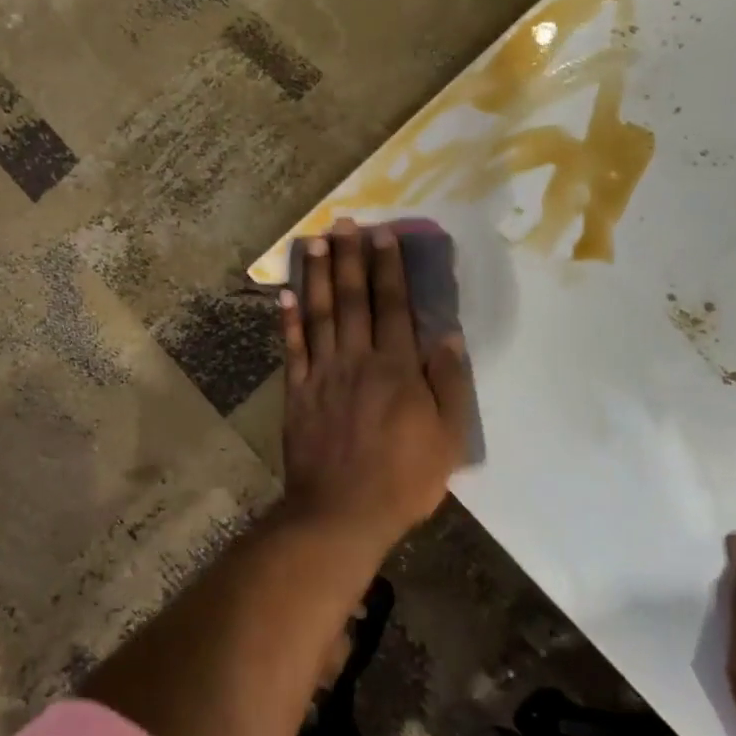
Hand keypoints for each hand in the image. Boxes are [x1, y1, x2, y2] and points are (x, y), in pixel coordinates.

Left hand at [278, 220, 473, 548]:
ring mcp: (322, 375)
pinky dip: (289, 320)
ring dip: (319, 275)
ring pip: (320, 314)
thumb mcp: (447, 438)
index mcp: (397, 369)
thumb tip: (447, 336)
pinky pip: (292, 348)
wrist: (341, 513)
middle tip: (344, 222)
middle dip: (351, 258)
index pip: (394, 306)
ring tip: (316, 241)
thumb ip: (448, 384)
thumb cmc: (403, 479)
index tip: (382, 235)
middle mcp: (357, 360)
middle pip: (354, 300)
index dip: (388, 268)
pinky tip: (287, 293)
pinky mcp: (297, 394)